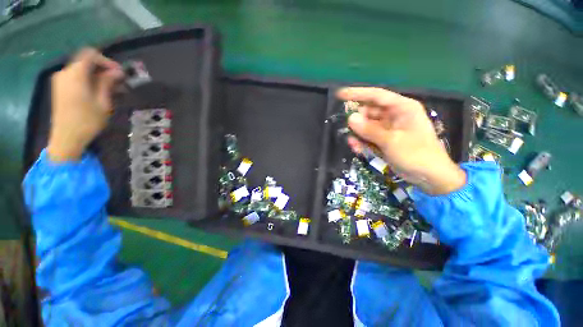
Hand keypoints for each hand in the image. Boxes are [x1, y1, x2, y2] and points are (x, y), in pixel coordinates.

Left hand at [47, 48, 123, 161]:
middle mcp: (65, 72)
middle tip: (119, 83)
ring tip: (113, 90)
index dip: (106, 60)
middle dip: (104, 70)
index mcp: (74, 74)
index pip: (90, 54)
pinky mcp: (60, 88)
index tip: (120, 73)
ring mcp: (60, 81)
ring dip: (98, 76)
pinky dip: (89, 81)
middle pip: (86, 62)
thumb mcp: (102, 102)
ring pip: (82, 70)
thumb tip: (118, 71)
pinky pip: (77, 78)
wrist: (66, 138)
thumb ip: (107, 83)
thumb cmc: (86, 121)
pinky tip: (100, 92)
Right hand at [337, 87, 465, 194]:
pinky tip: (357, 148)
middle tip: (348, 129)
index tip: (340, 94)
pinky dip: (362, 142)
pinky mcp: (385, 140)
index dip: (357, 93)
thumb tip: (350, 118)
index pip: (376, 96)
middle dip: (357, 120)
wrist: (429, 177)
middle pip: (369, 112)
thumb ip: (370, 130)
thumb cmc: (416, 155)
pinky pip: (369, 137)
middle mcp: (395, 115)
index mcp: (402, 108)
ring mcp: (389, 129)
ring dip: (358, 134)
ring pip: (367, 126)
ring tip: (353, 144)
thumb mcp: (391, 141)